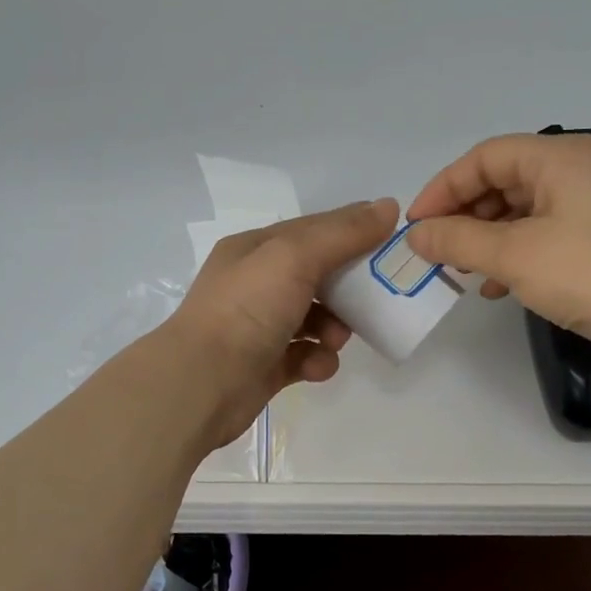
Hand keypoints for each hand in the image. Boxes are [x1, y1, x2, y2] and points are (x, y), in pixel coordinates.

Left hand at [162, 198, 399, 447]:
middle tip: (374, 300)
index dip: (353, 234)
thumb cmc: (247, 310)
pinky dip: (317, 361)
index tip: (390, 246)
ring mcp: (259, 327)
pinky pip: (305, 357)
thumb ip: (343, 233)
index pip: (314, 230)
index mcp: (256, 249)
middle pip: (317, 276)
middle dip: (348, 289)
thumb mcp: (295, 257)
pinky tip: (316, 367)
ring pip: (314, 319)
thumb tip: (389, 206)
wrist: (201, 383)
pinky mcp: (265, 366)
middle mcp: (256, 284)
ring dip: (334, 329)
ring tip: (335, 340)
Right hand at [405, 133, 590, 366]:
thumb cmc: (587, 273)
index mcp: (561, 157)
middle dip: (464, 215)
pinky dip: (513, 253)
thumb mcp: (513, 255)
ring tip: (461, 270)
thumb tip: (416, 236)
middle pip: (504, 180)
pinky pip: (543, 233)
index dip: (444, 188)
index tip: (417, 225)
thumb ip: (458, 240)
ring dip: (485, 238)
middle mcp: (579, 170)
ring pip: (522, 210)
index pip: (486, 157)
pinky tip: (494, 286)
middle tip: (436, 249)